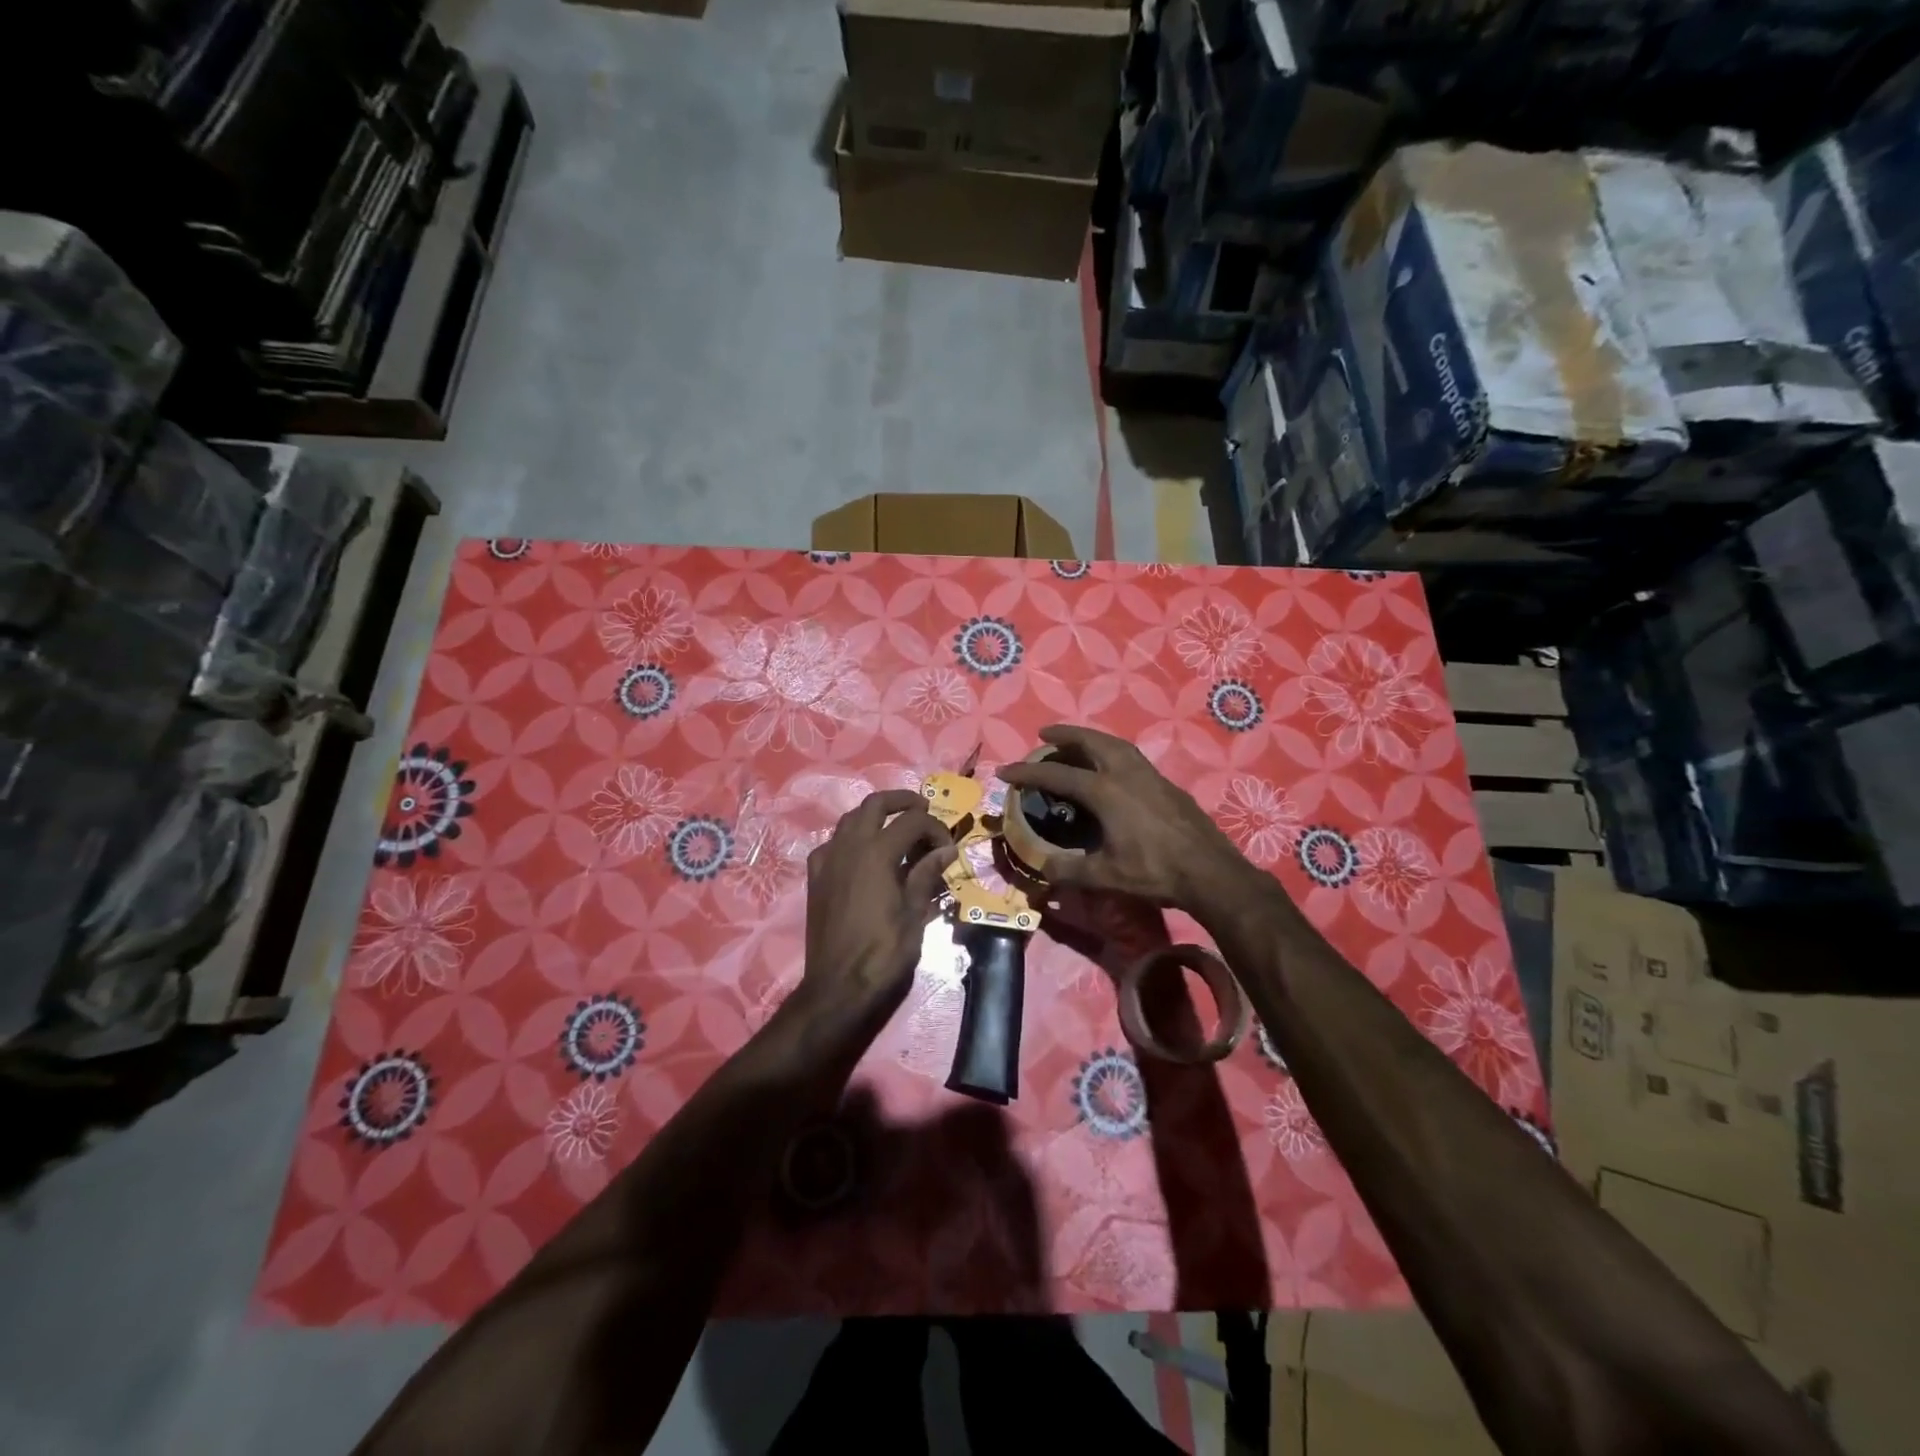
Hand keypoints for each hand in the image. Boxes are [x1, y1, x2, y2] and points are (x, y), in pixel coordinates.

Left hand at [798, 789, 956, 1033]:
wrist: (837, 986)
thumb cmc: (883, 953)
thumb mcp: (914, 914)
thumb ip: (926, 875)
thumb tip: (946, 849)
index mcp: (877, 852)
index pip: (913, 821)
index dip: (936, 828)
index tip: (948, 848)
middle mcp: (849, 846)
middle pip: (875, 804)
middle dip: (902, 801)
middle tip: (922, 809)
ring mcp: (828, 859)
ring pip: (850, 818)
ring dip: (875, 815)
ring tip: (895, 828)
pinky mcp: (816, 876)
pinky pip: (833, 843)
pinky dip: (851, 838)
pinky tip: (862, 856)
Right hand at [997, 725, 1248, 911]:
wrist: (1210, 871)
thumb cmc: (1154, 871)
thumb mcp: (1106, 876)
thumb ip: (1069, 870)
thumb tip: (1043, 867)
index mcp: (1105, 791)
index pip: (1057, 775)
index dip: (1028, 772)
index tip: (1005, 771)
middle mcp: (1125, 773)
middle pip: (1090, 741)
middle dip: (1064, 734)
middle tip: (1045, 733)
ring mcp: (1149, 774)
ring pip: (1114, 744)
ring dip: (1091, 738)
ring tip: (1077, 743)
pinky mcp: (1165, 783)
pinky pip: (1130, 755)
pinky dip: (1111, 750)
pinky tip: (1112, 765)